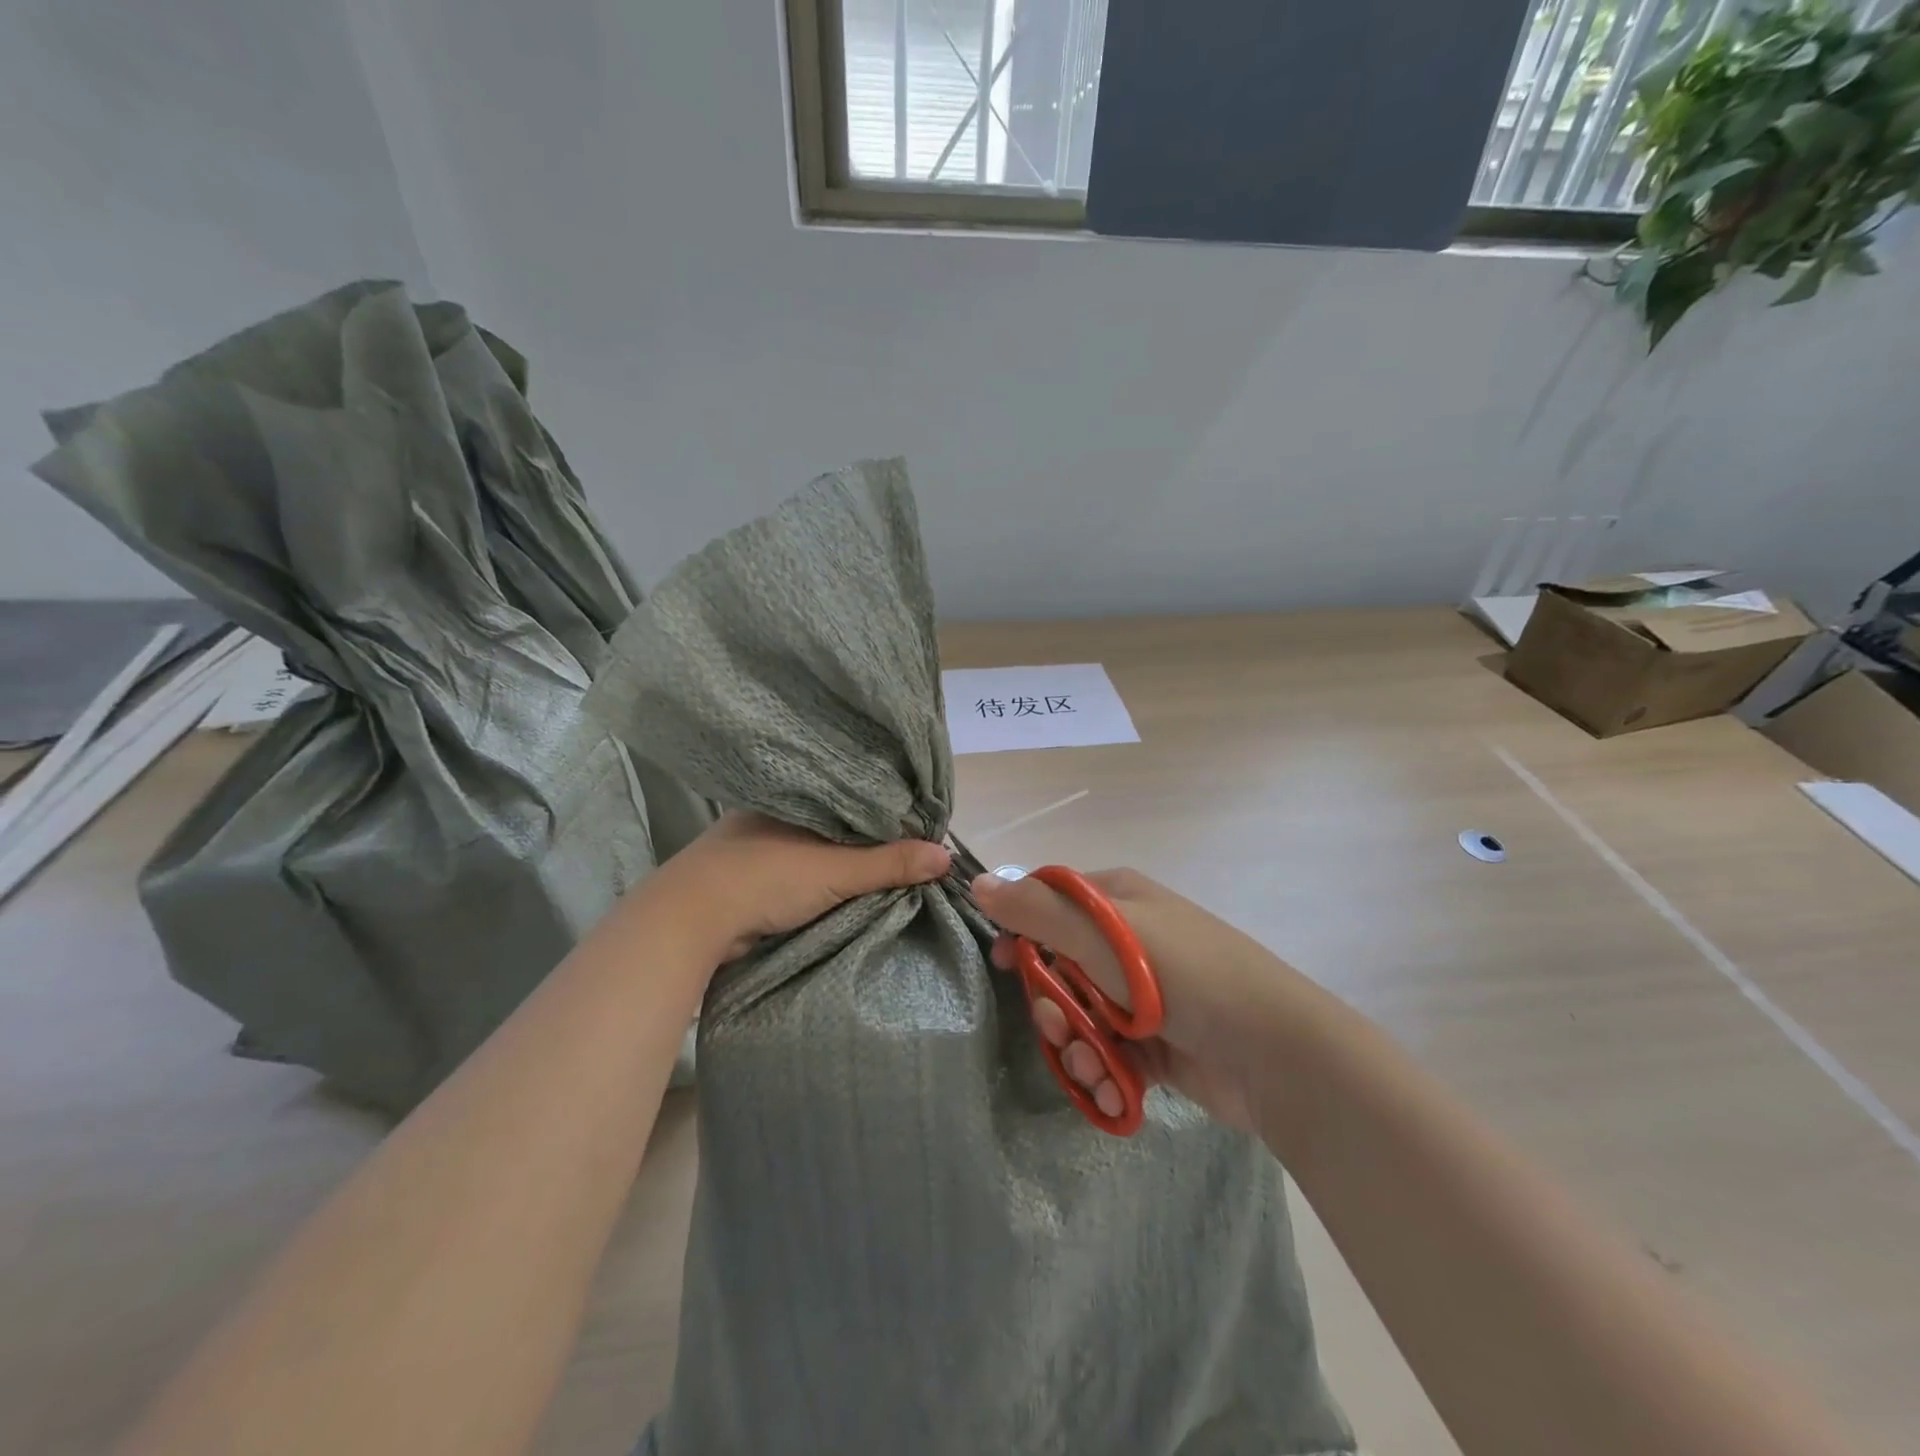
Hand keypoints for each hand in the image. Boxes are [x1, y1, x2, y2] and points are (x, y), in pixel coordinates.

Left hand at [661, 812, 951, 963]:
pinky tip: (837, 888)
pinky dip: (816, 880)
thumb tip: (947, 856)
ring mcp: (754, 845)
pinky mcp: (744, 876)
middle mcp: (774, 815)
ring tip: (882, 869)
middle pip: (833, 824)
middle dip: (864, 838)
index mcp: (794, 798)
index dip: (883, 812)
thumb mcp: (835, 870)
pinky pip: (794, 871)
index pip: (850, 798)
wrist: (688, 921)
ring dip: (838, 862)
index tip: (916, 827)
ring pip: (812, 849)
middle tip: (906, 851)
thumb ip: (888, 863)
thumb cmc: (766, 878)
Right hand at [972, 867, 1329, 1132]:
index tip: (1005, 964)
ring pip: (1079, 1018)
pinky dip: (1105, 1074)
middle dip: (1052, 1006)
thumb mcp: (1102, 934)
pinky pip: (1107, 1054)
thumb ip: (1036, 910)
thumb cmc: (1180, 975)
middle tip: (1061, 1028)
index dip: (1022, 931)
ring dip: (1077, 1049)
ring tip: (1096, 1067)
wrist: (1273, 1052)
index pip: (1050, 904)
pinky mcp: (1156, 1045)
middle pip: (1059, 969)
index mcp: (1117, 901)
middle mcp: (1129, 943)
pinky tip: (1115, 1090)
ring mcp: (1144, 997)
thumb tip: (980, 882)